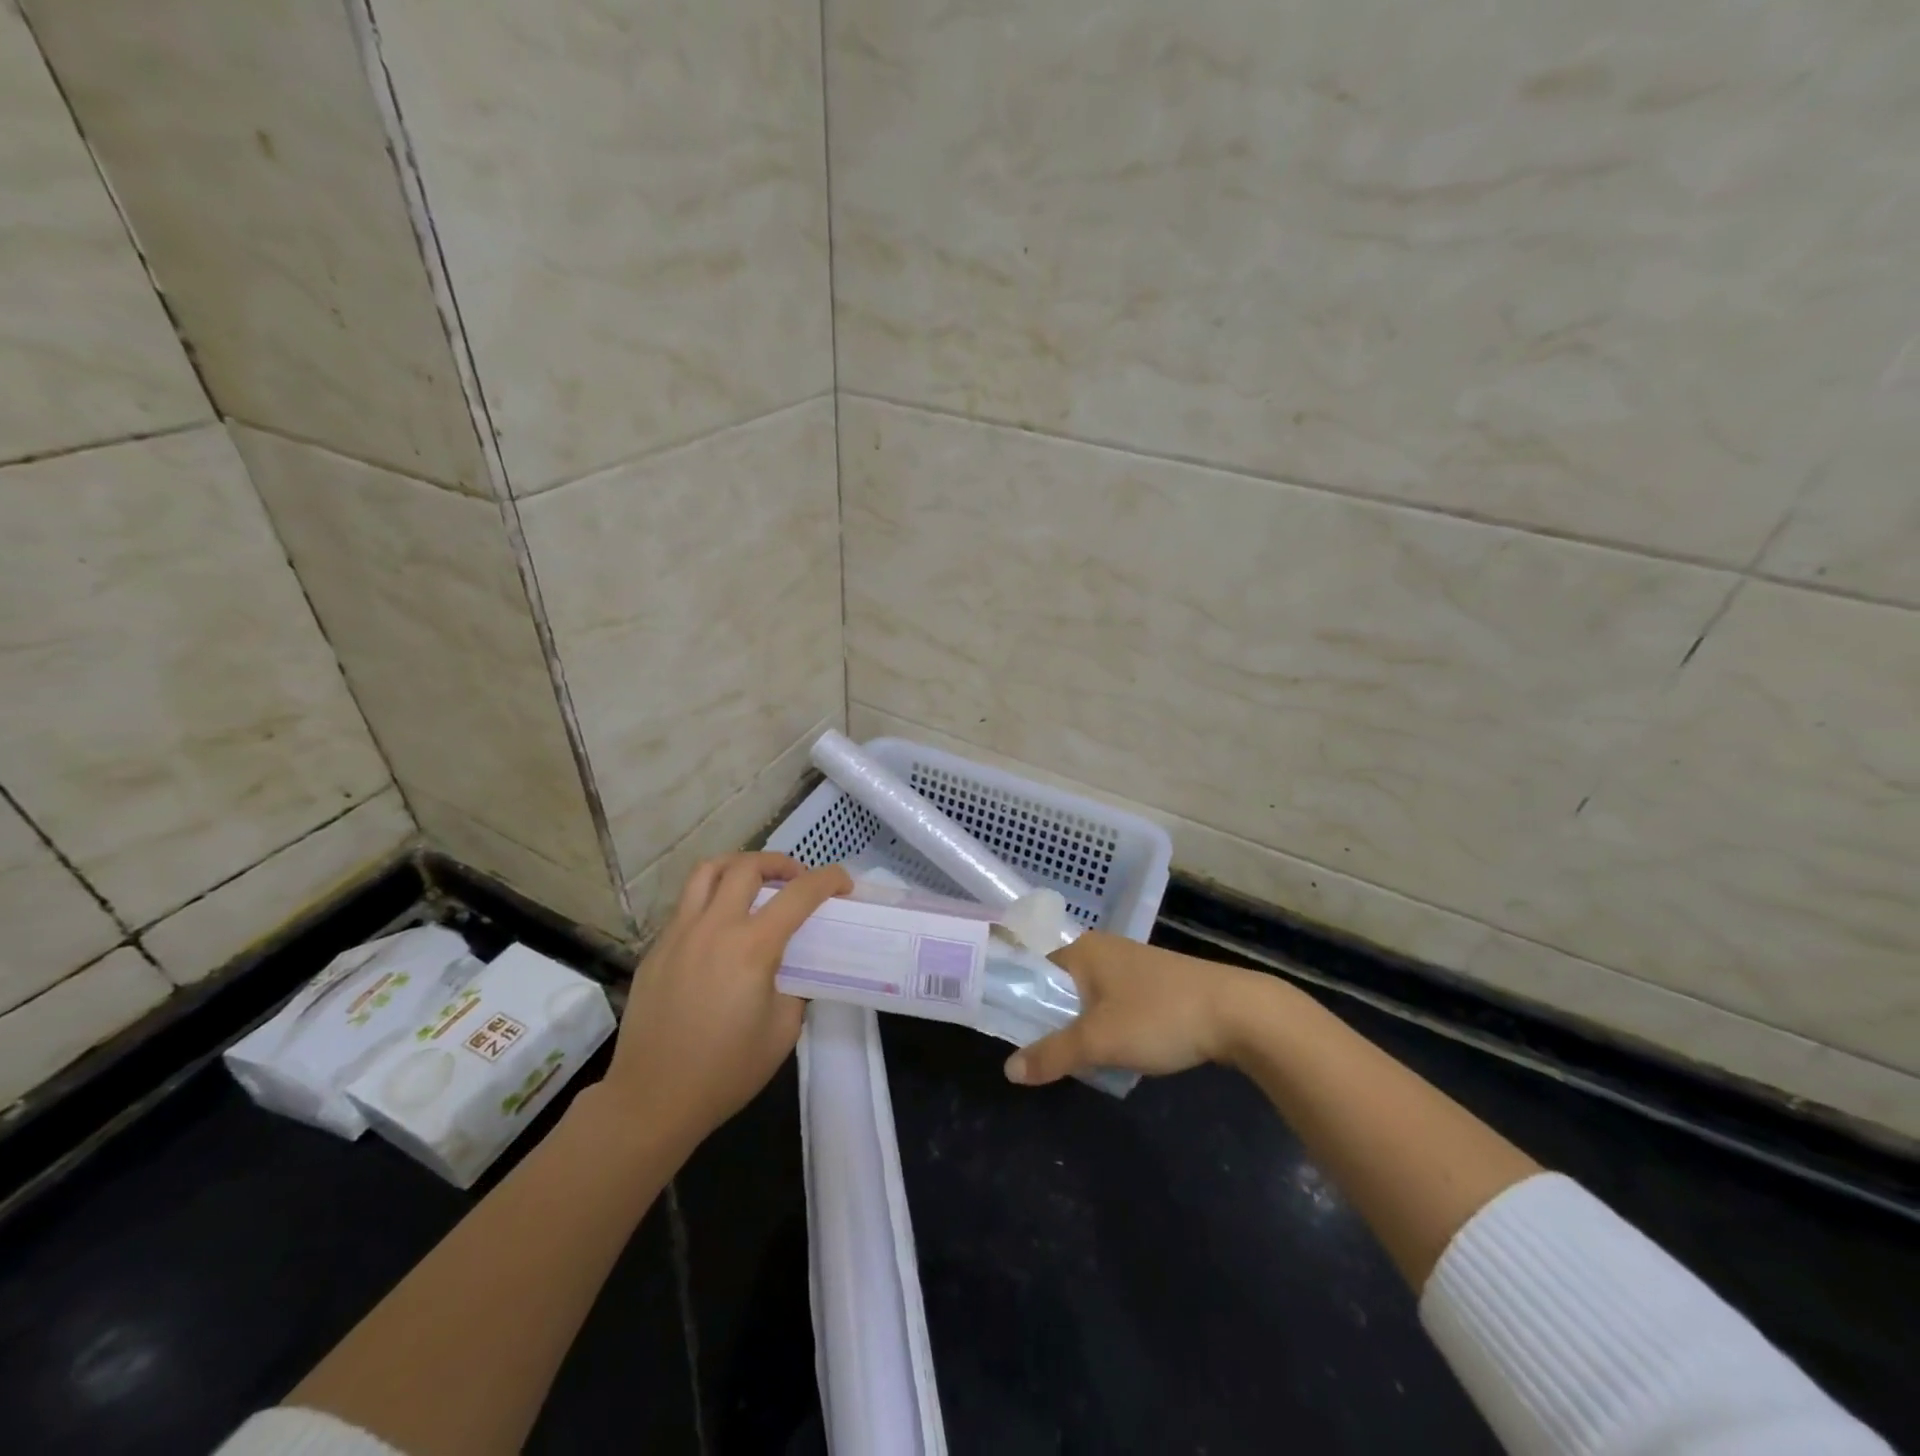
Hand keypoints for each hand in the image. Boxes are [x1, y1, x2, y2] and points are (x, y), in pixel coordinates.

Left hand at [602, 852, 850, 1146]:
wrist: (652, 1099)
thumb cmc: (726, 1071)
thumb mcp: (783, 1031)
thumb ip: (794, 988)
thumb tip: (790, 969)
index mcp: (752, 947)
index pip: (799, 894)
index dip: (828, 879)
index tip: (843, 883)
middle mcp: (714, 927)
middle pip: (748, 866)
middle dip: (781, 862)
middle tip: (796, 879)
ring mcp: (678, 934)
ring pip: (707, 871)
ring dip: (738, 866)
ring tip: (754, 883)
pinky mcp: (656, 949)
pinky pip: (686, 905)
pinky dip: (711, 899)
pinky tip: (721, 929)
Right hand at [1004, 931, 1285, 1085]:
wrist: (1238, 1013)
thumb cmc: (1159, 1016)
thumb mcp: (1099, 1041)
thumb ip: (1051, 1055)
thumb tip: (1008, 1069)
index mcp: (1082, 950)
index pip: (1033, 970)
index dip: (1020, 1002)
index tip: (1013, 1036)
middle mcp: (1102, 950)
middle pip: (1059, 987)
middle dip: (1053, 1023)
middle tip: (1049, 1058)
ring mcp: (1131, 965)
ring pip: (1088, 999)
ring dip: (1082, 1029)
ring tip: (1083, 1061)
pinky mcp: (1154, 983)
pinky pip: (1114, 1004)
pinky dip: (1108, 1027)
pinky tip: (1118, 1053)